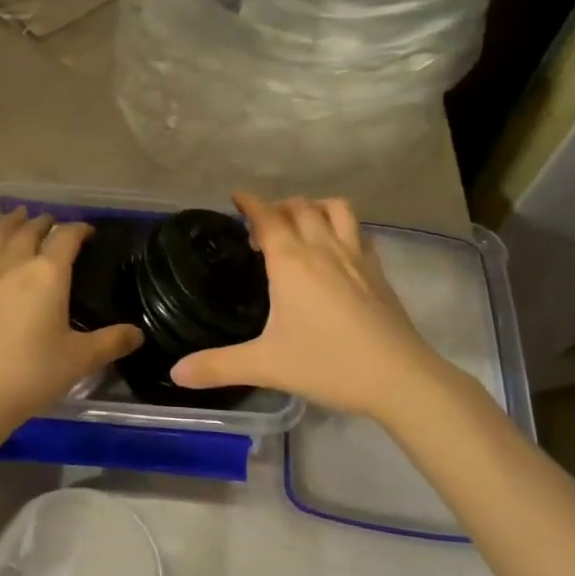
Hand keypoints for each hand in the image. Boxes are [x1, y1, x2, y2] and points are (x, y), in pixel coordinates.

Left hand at [0, 208, 142, 443]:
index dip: (79, 229)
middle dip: (43, 222)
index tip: (88, 232)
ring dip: (10, 224)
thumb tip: (137, 333)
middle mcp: (13, 264)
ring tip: (17, 217)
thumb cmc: (31, 373)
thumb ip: (111, 342)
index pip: (66, 237)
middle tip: (52, 222)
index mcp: (47, 274)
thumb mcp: (79, 360)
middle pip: (28, 230)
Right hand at [172, 194, 458, 421]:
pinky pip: (358, 232)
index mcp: (291, 262)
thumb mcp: (266, 366)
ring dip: (313, 207)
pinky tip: (337, 250)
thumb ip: (218, 366)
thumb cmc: (327, 363)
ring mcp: (355, 256)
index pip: (267, 217)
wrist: (399, 377)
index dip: (250, 203)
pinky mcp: (378, 271)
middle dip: (277, 206)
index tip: (237, 198)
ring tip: (300, 224)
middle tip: (261, 226)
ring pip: (335, 209)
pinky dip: (342, 227)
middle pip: (299, 207)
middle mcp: (323, 248)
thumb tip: (175, 373)